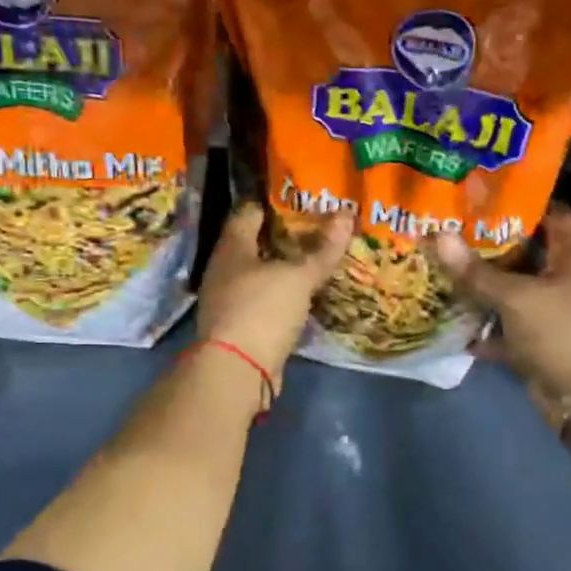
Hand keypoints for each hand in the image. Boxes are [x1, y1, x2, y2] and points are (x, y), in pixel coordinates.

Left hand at [197, 202, 353, 393]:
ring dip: (283, 267)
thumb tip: (346, 214)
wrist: (236, 371)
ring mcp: (228, 299)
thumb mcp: (298, 277)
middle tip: (317, 227)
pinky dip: (281, 294)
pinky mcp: (238, 325)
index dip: (274, 202)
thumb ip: (322, 249)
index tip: (302, 198)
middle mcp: (224, 269)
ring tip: (315, 258)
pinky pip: (263, 299)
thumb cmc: (262, 310)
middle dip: (284, 235)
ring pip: (259, 272)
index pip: (249, 211)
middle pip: (255, 242)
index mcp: (232, 247)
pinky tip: (303, 294)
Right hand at [432, 204, 570, 410]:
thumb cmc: (563, 334)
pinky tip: (450, 318)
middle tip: (450, 224)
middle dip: (489, 241)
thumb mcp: (517, 298)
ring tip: (441, 263)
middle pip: (524, 251)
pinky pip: (503, 327)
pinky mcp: (535, 341)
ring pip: (509, 290)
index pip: (552, 214)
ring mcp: (548, 312)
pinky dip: (482, 326)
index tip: (484, 192)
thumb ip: (477, 271)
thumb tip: (438, 234)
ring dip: (481, 283)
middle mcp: (561, 279)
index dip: (524, 200)